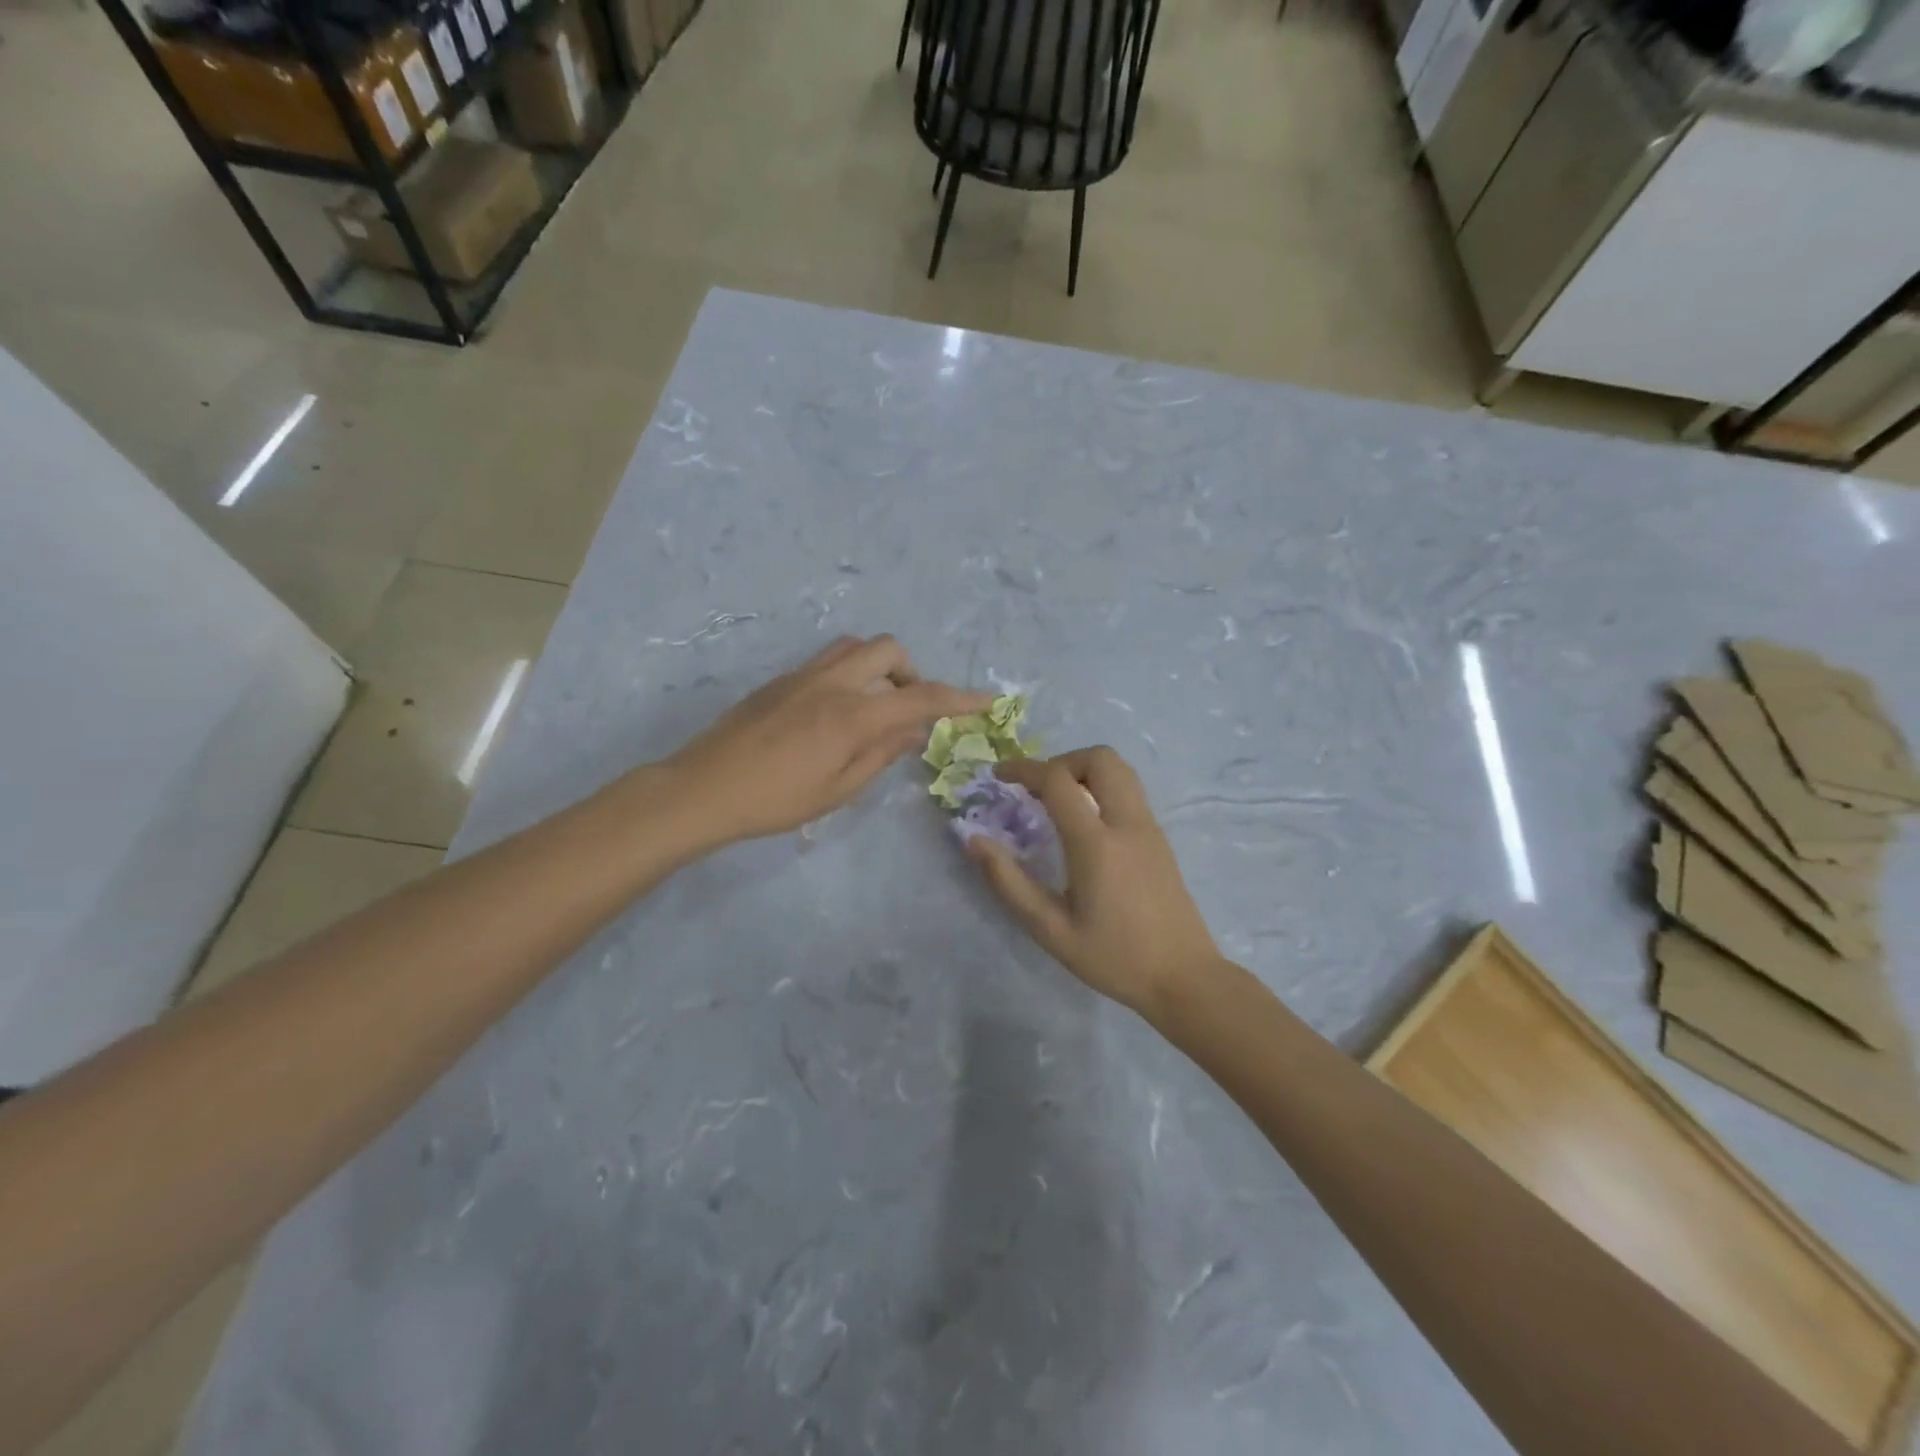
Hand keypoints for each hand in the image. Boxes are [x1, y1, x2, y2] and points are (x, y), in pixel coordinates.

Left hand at [664, 635, 990, 847]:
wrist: (703, 788)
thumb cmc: (775, 800)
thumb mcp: (838, 789)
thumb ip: (881, 754)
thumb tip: (915, 731)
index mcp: (852, 715)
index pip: (919, 698)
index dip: (960, 699)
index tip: (988, 700)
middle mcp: (832, 683)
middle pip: (889, 650)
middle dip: (912, 674)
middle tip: (908, 711)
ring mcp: (803, 676)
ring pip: (857, 647)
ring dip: (879, 667)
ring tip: (874, 707)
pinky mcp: (781, 679)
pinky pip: (830, 659)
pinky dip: (852, 672)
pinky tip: (839, 710)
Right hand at [967, 746, 1224, 1016]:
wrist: (1184, 978)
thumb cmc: (1114, 958)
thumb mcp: (1050, 930)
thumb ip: (1009, 882)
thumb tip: (975, 841)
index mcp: (1097, 844)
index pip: (1058, 781)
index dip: (1023, 769)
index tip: (999, 776)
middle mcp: (1127, 823)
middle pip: (1099, 758)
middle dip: (1060, 761)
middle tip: (1036, 789)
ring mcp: (1149, 828)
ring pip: (1120, 769)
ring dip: (1084, 770)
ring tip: (1058, 801)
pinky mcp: (1160, 839)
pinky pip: (1129, 791)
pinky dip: (1101, 787)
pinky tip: (1085, 824)